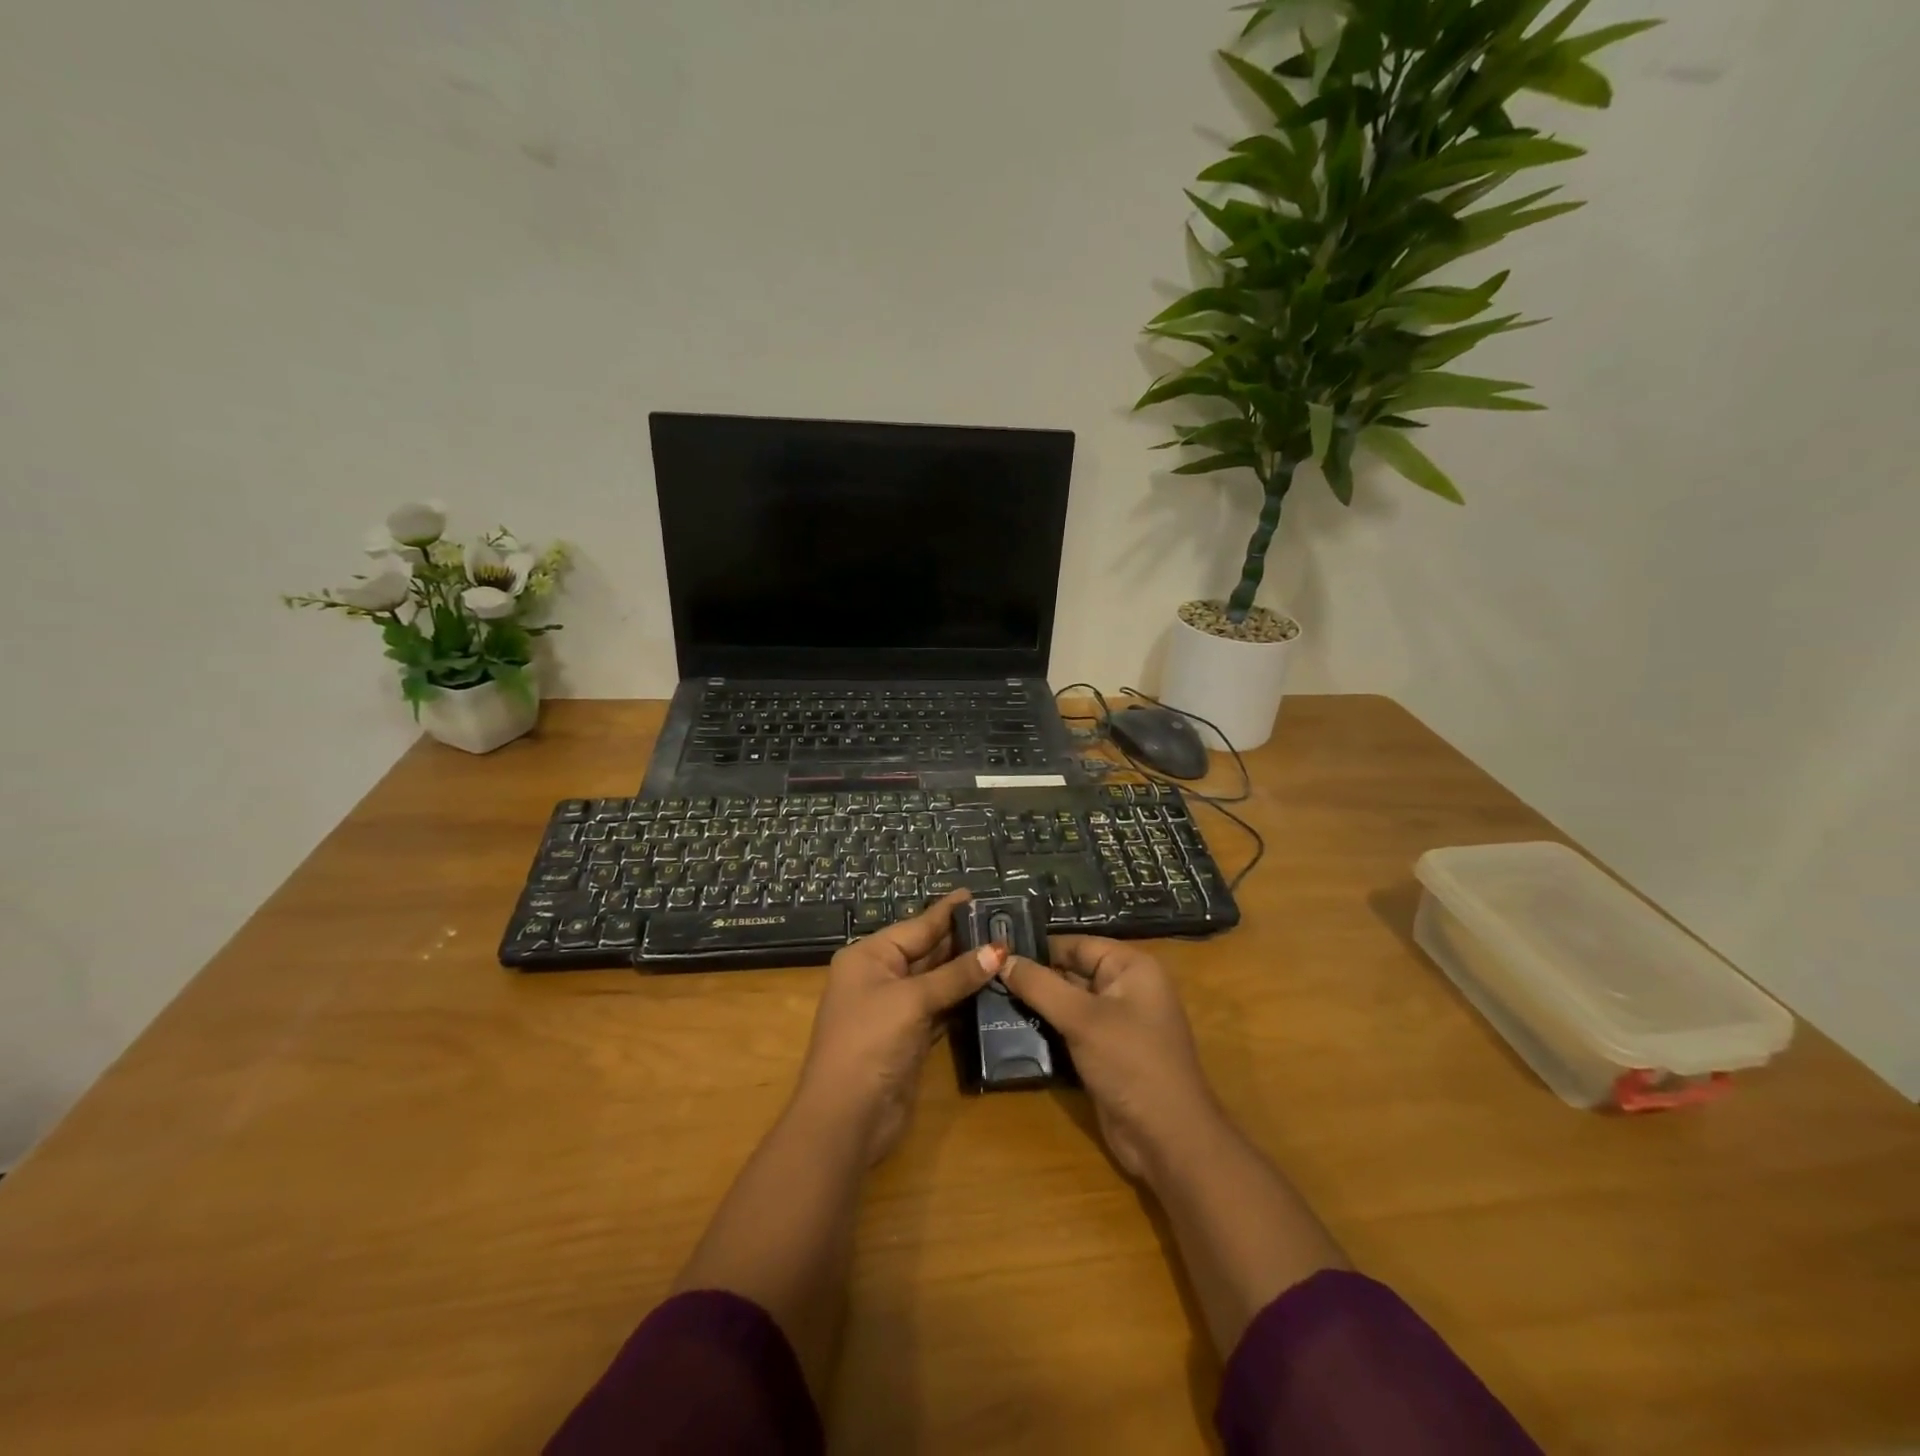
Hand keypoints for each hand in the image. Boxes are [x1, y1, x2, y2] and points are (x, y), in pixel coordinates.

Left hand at [795, 891, 1003, 1165]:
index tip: (977, 894)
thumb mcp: (912, 1000)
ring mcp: (894, 1009)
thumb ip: (955, 975)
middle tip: (1003, 923)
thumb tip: (997, 950)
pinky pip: (940, 1009)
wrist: (846, 1117)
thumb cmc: (871, 1042)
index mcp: (869, 956)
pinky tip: (991, 989)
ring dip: (966, 971)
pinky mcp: (909, 1038)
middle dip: (962, 940)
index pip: (917, 926)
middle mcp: (880, 977)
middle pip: (927, 951)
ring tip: (1005, 951)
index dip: (948, 911)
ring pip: (936, 981)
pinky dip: (962, 1000)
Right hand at [999, 937, 1219, 1178]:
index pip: (1077, 944)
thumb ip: (1039, 986)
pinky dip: (1047, 1029)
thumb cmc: (1130, 1063)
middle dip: (1033, 977)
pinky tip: (1010, 1028)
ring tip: (989, 998)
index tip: (995, 952)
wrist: (1167, 1139)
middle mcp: (1126, 988)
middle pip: (1071, 972)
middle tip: (986, 976)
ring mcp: (1117, 1022)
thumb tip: (1001, 958)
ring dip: (1036, 1005)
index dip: (1038, 948)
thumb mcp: (1082, 1019)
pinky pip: (1071, 1029)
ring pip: (1068, 1003)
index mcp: (1131, 967)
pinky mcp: (1105, 1052)